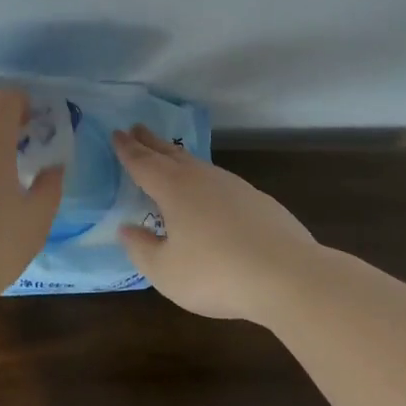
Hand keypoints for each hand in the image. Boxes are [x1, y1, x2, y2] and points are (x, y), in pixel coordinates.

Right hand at [113, 125, 321, 323]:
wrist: (289, 276)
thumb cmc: (216, 273)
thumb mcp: (166, 271)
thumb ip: (141, 249)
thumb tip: (127, 229)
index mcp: (173, 189)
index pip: (143, 163)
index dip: (127, 149)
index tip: (116, 134)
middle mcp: (202, 179)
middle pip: (170, 154)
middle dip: (151, 142)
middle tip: (137, 129)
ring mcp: (234, 187)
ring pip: (198, 164)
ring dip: (178, 157)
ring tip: (168, 156)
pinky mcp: (258, 201)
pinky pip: (219, 181)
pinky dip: (203, 178)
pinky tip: (208, 192)